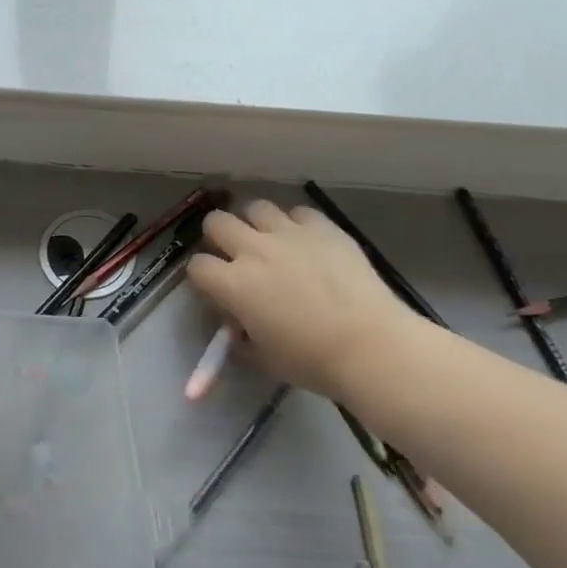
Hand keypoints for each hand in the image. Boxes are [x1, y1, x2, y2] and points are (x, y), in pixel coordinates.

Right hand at [186, 201, 415, 400]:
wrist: (370, 345)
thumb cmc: (311, 360)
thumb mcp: (261, 357)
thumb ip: (240, 336)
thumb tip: (238, 325)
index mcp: (233, 284)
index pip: (196, 265)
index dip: (202, 277)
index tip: (215, 289)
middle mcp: (254, 250)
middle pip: (216, 222)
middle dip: (218, 236)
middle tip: (234, 255)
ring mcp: (290, 233)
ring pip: (256, 207)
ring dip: (255, 223)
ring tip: (269, 241)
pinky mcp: (323, 227)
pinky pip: (298, 212)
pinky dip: (296, 224)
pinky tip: (306, 242)